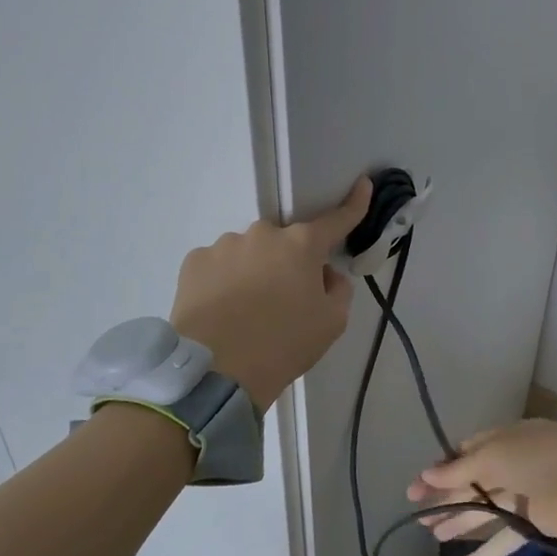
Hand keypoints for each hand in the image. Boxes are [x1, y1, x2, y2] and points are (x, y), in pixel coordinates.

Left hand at [170, 177, 372, 410]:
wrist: (217, 371)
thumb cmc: (284, 344)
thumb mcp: (332, 323)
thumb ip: (338, 289)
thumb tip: (324, 274)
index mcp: (302, 245)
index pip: (335, 220)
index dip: (353, 204)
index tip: (362, 184)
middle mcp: (263, 234)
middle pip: (285, 243)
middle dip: (290, 263)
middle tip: (286, 301)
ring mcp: (224, 245)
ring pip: (250, 253)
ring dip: (255, 272)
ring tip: (246, 312)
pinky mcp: (194, 262)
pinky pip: (219, 265)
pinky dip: (225, 281)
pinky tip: (222, 310)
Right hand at [407, 419, 556, 555]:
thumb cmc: (539, 459)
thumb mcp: (493, 455)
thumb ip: (458, 469)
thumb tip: (426, 475)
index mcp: (505, 439)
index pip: (468, 451)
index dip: (443, 468)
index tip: (418, 486)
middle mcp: (513, 464)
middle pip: (472, 482)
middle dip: (444, 496)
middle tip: (417, 514)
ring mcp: (523, 496)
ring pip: (483, 510)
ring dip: (457, 522)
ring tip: (429, 535)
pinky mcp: (532, 526)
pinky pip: (500, 540)